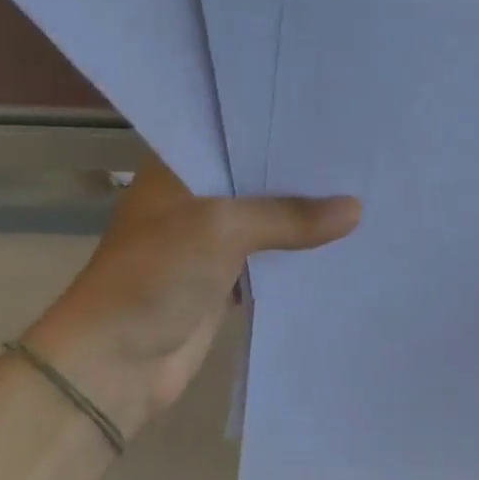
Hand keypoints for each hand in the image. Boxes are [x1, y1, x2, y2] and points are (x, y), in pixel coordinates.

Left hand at [24, 159, 359, 437]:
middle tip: (358, 157)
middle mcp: (193, 197)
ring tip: (361, 193)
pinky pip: (268, 260)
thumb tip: (356, 209)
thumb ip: (289, 215)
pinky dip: (296, 256)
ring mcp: (207, 241)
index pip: (235, 135)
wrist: (118, 361)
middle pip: (255, 179)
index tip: (331, 119)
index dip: (279, 130)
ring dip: (302, 218)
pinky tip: (340, 244)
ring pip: (265, 221)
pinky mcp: (222, 281)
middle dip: (300, 175)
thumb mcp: (224, 229)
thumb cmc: (158, 273)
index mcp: (177, 168)